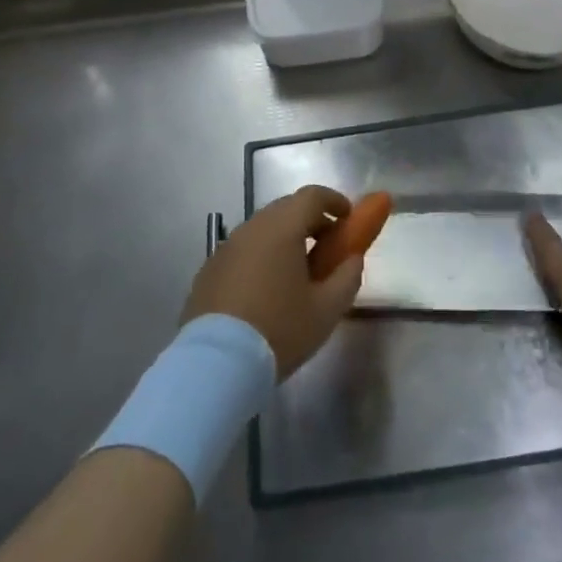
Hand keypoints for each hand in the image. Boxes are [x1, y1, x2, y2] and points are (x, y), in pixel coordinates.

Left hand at [183, 186, 364, 378]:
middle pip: (286, 209)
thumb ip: (347, 277)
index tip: (348, 218)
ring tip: (297, 274)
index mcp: (281, 228)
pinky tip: (266, 291)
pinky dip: (261, 258)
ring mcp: (225, 248)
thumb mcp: (326, 310)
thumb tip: (352, 259)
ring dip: (284, 240)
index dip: (334, 201)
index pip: (312, 196)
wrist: (216, 365)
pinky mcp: (208, 271)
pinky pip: (243, 252)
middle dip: (311, 221)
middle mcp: (250, 228)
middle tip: (327, 248)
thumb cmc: (279, 330)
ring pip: (262, 230)